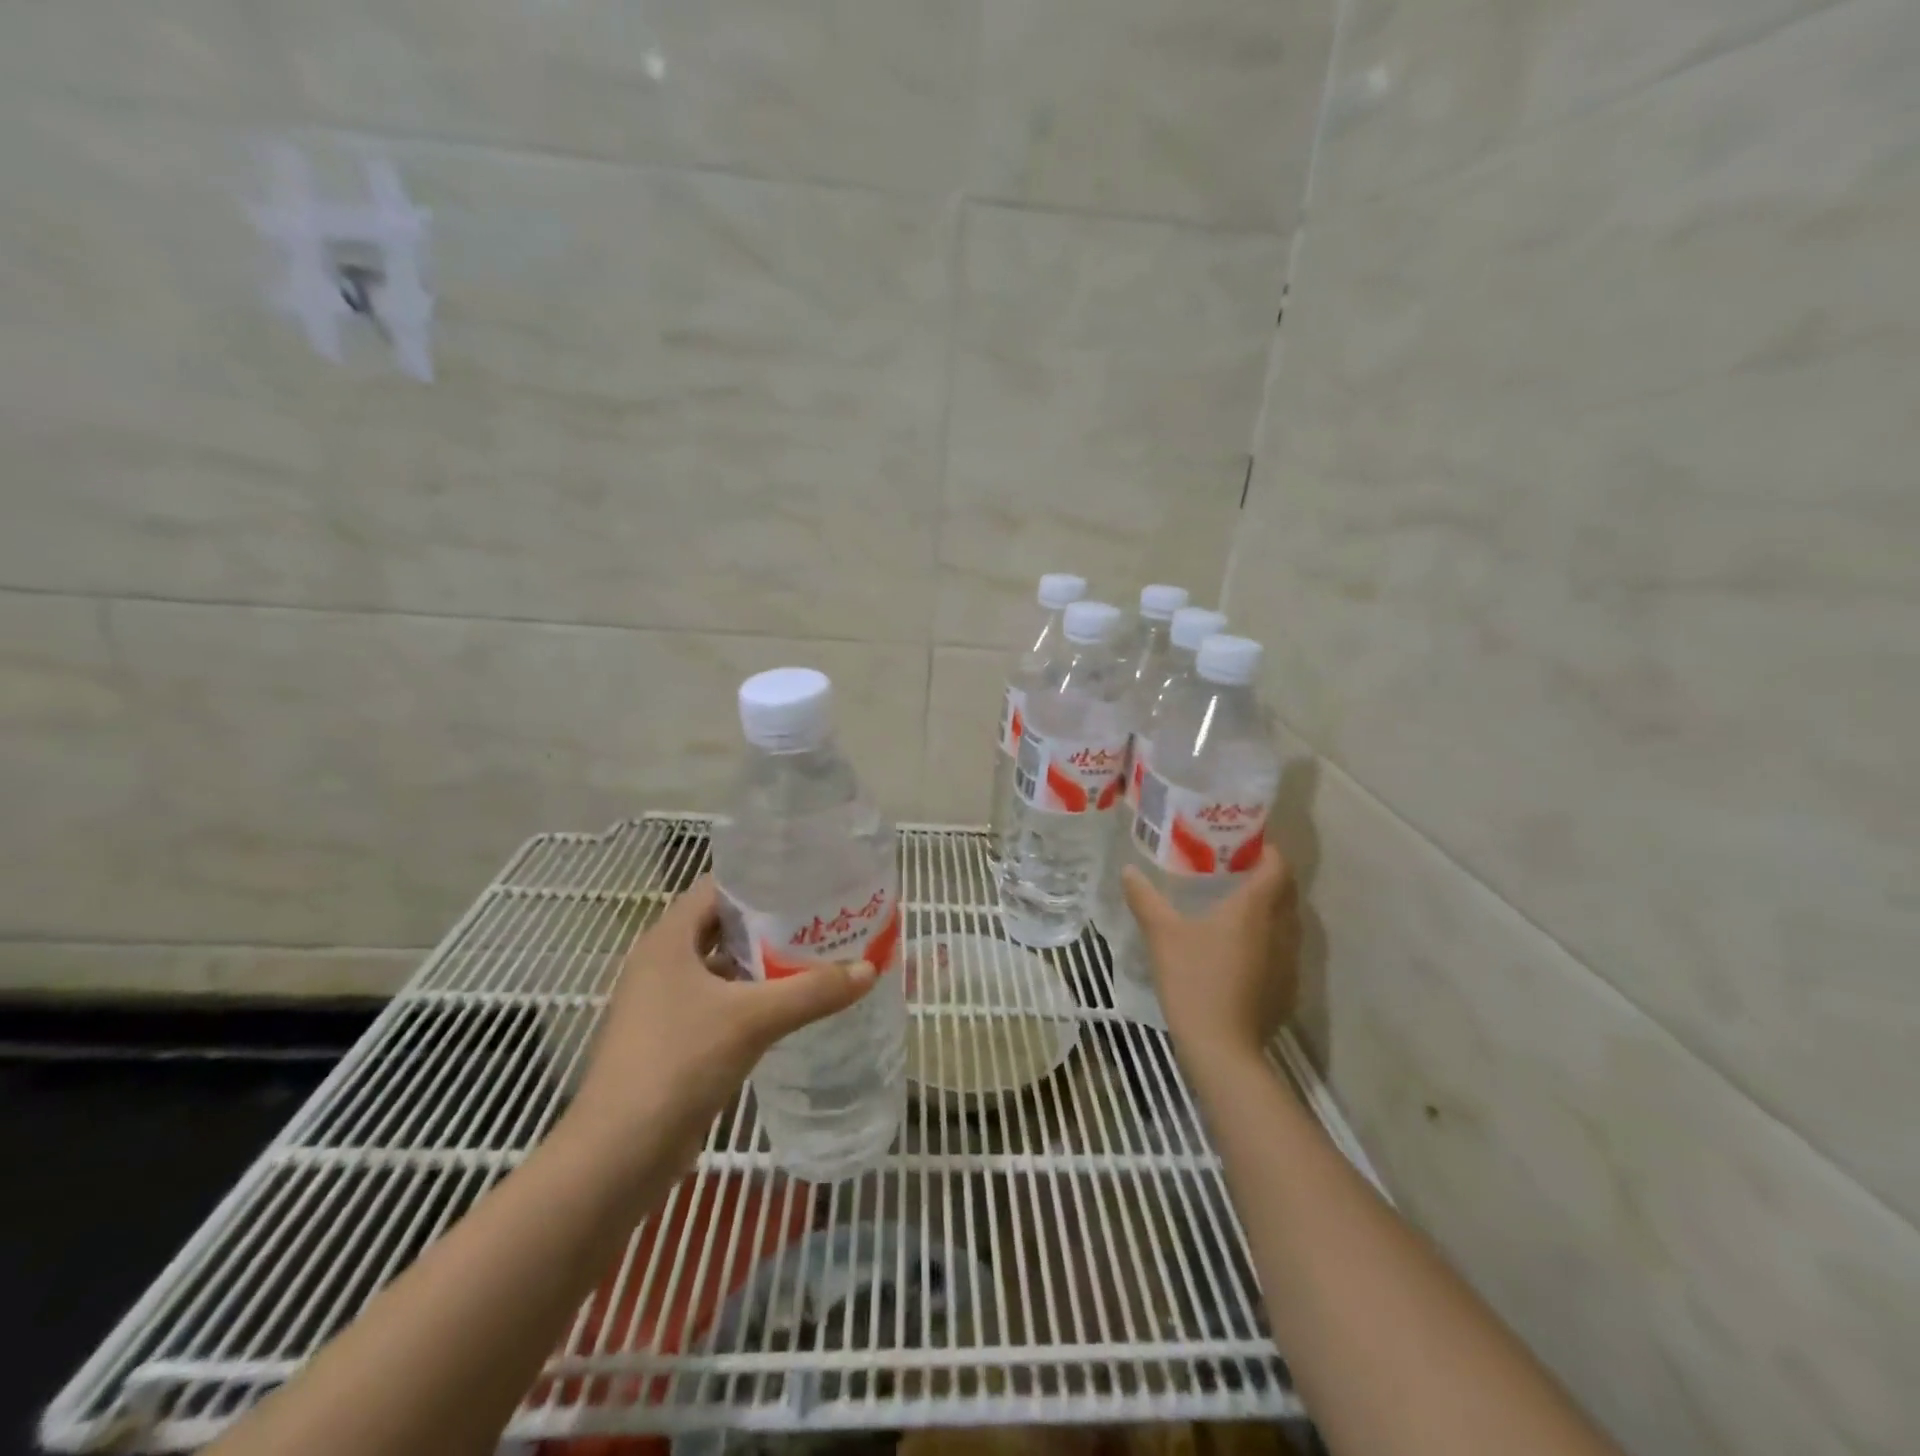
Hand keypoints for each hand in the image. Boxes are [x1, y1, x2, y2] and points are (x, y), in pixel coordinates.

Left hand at [565, 877, 875, 1179]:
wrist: (618, 1156)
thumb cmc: (678, 1063)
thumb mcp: (753, 1019)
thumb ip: (812, 991)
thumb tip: (870, 969)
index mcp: (669, 940)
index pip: (717, 888)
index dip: (760, 879)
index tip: (806, 878)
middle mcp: (662, 963)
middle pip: (723, 927)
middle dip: (771, 922)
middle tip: (822, 917)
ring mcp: (664, 1004)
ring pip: (723, 968)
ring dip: (763, 963)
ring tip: (816, 956)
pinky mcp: (673, 1040)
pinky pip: (720, 1004)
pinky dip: (752, 999)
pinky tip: (790, 1006)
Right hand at [1120, 846, 1297, 1064]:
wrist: (1222, 1047)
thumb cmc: (1193, 980)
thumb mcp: (1161, 935)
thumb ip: (1145, 899)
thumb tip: (1128, 871)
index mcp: (1255, 908)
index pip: (1278, 866)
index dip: (1267, 850)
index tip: (1246, 843)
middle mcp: (1280, 929)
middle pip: (1287, 892)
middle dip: (1269, 876)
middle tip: (1236, 870)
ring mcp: (1288, 962)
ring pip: (1287, 923)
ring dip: (1270, 910)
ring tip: (1237, 908)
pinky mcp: (1287, 989)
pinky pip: (1284, 952)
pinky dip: (1268, 942)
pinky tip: (1240, 953)